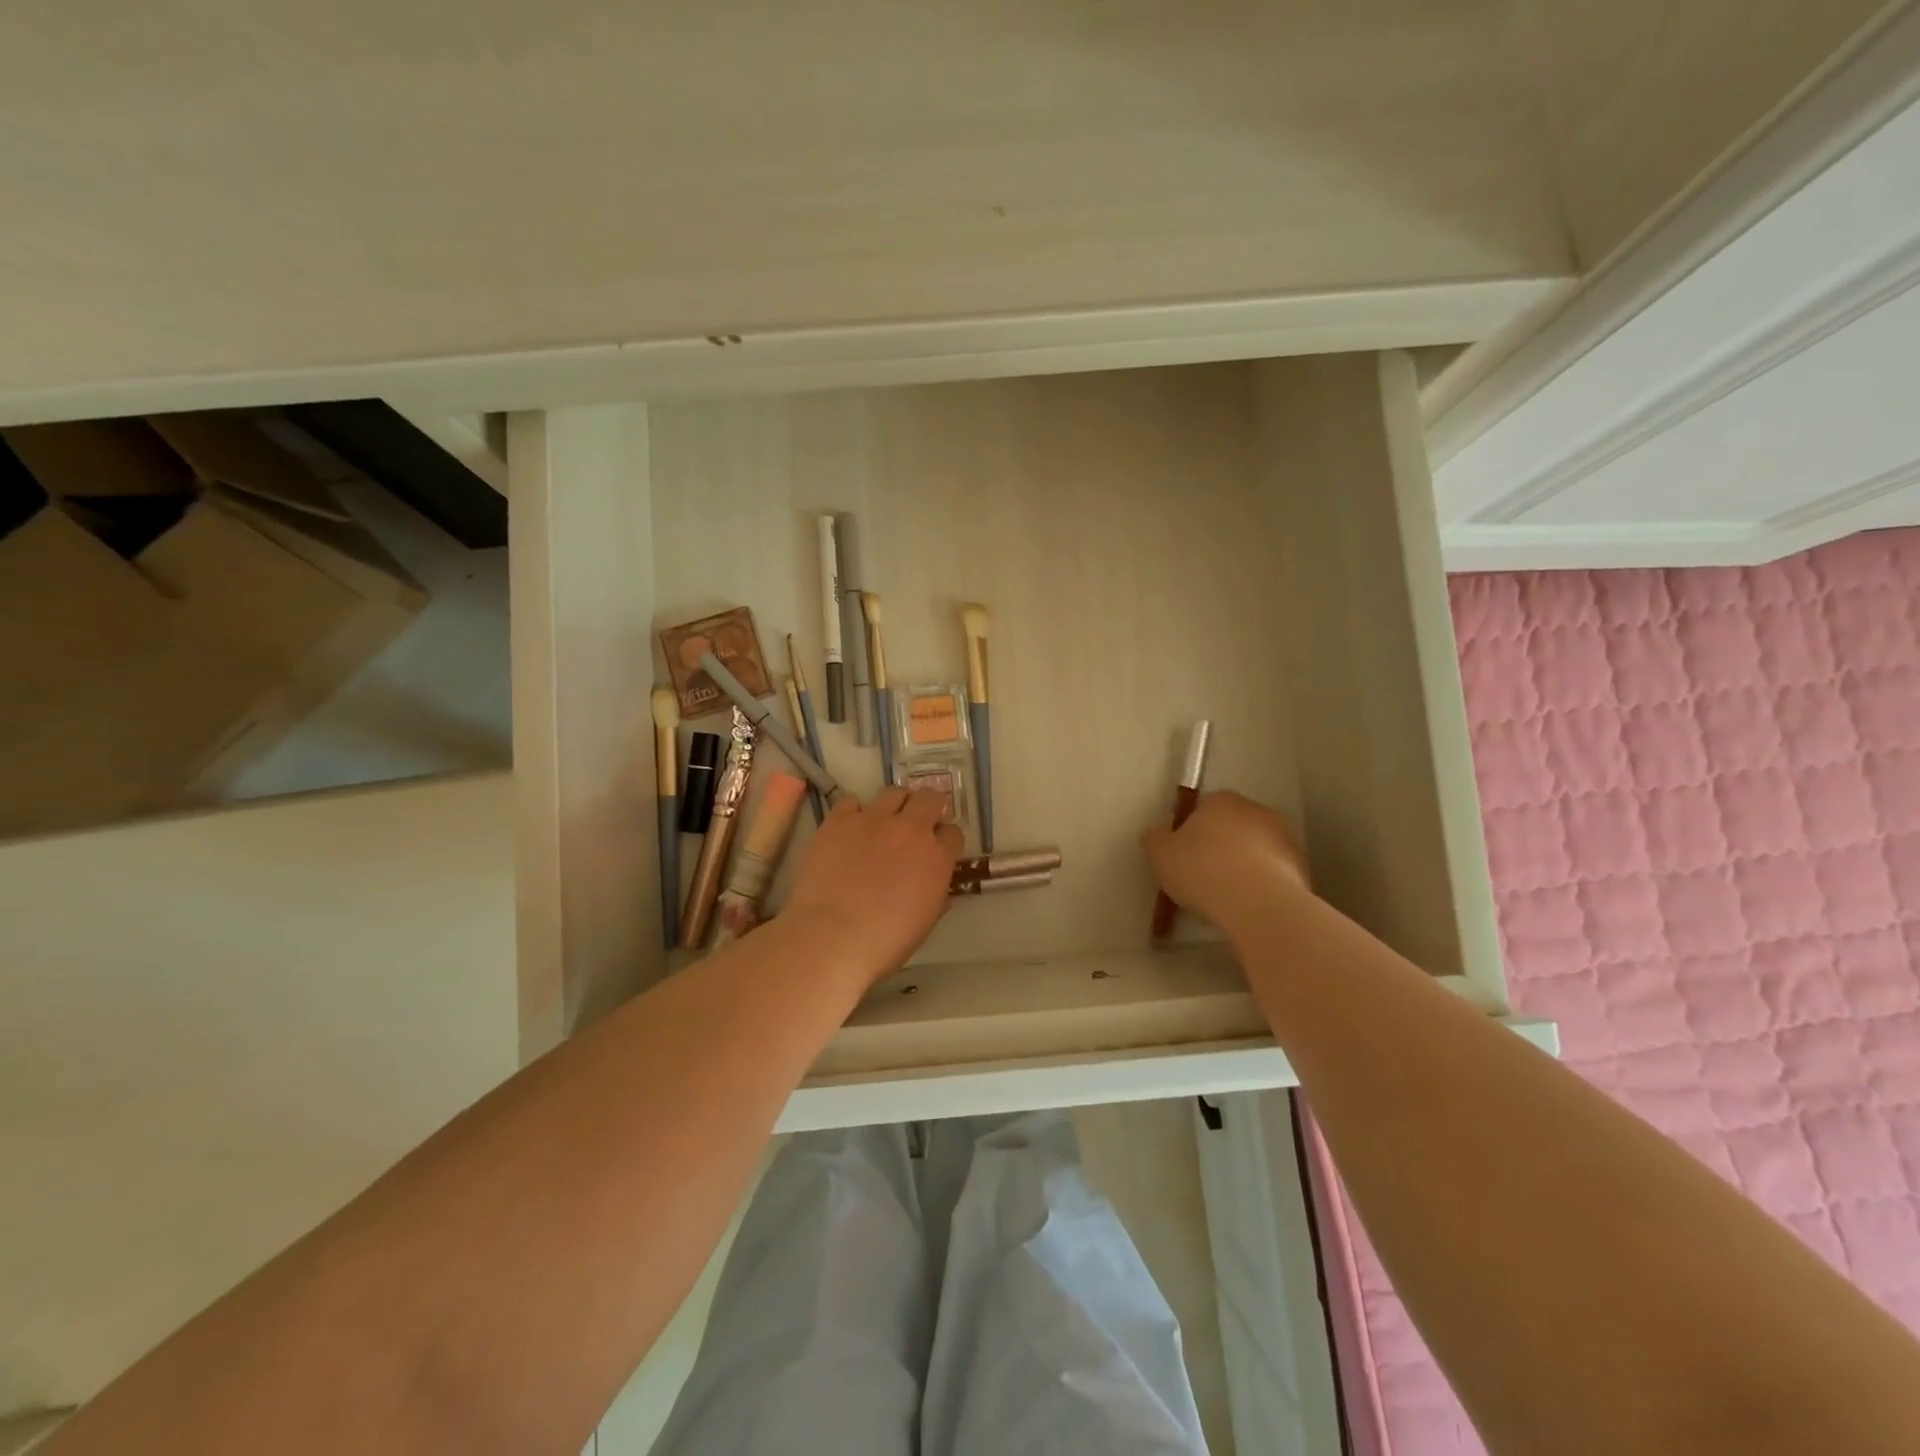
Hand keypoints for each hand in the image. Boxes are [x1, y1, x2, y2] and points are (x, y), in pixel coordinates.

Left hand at [784, 787, 964, 987]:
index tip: (937, 849)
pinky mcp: (839, 820)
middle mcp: (910, 830)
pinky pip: (852, 802)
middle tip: (917, 823)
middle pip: (929, 799)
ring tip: (885, 821)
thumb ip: (936, 897)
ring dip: (896, 804)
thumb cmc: (885, 942)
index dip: (945, 840)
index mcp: (936, 858)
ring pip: (894, 792)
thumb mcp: (924, 924)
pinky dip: (854, 812)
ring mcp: (873, 820)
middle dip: (928, 807)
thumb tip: (938, 889)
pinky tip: (850, 828)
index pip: (953, 833)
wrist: (832, 936)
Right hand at [1143, 790, 1309, 936]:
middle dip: (1220, 845)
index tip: (1182, 855)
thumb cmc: (1202, 869)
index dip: (1189, 831)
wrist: (1258, 903)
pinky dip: (1262, 884)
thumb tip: (1156, 834)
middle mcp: (1256, 810)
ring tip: (1227, 896)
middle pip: (1232, 825)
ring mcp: (1284, 837)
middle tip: (1202, 875)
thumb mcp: (1160, 854)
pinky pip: (1274, 872)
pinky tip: (1249, 905)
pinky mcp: (1302, 867)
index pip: (1202, 807)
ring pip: (1256, 849)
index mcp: (1221, 800)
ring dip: (1244, 864)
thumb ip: (1155, 839)